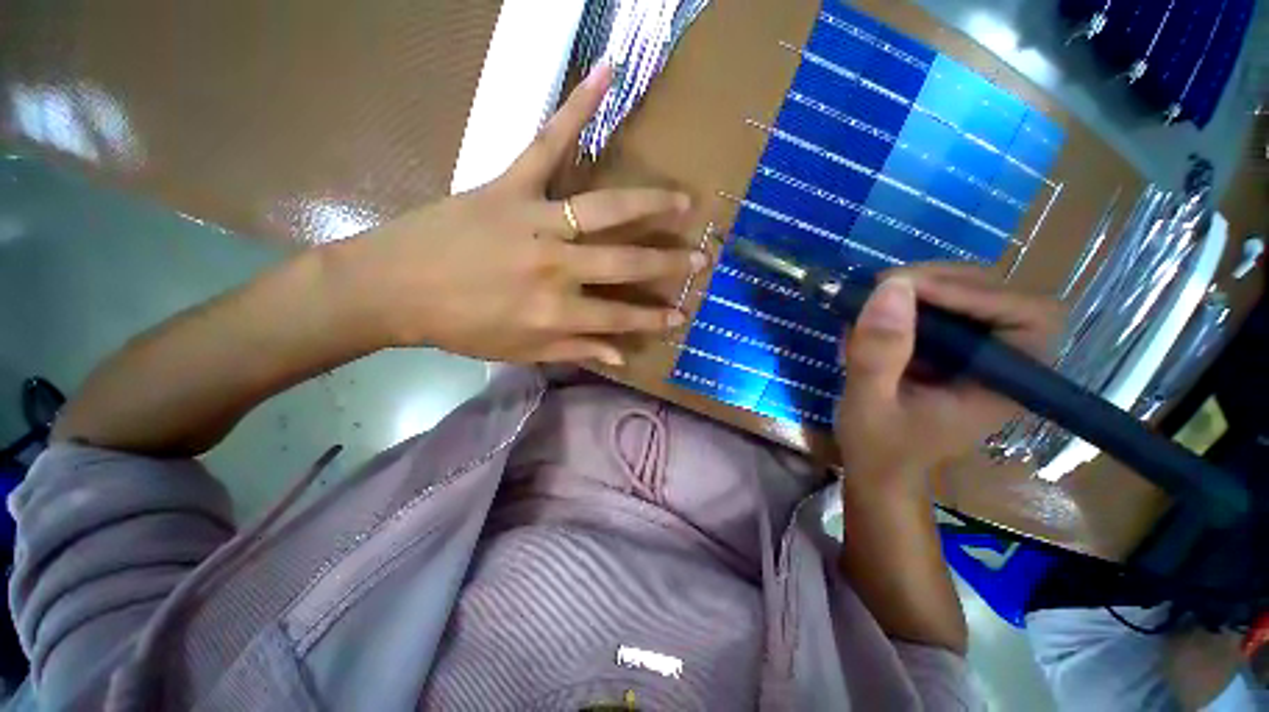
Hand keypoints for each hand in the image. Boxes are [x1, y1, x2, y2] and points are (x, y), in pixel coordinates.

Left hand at [326, 64, 703, 364]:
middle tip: (702, 258)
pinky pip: (548, 142)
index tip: (681, 315)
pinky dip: (577, 106)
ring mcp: (535, 220)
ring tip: (684, 201)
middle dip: (668, 264)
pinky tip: (607, 74)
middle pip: (625, 263)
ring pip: (605, 209)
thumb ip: (574, 351)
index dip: (654, 319)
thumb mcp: (519, 351)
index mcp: (555, 311)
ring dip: (651, 203)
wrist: (393, 288)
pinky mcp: (510, 184)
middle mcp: (556, 267)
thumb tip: (620, 356)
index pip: (620, 317)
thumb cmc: (460, 326)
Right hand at [834, 264, 1061, 496]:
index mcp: (1004, 386)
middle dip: (942, 282)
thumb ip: (878, 354)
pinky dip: (909, 302)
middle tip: (883, 286)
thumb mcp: (869, 404)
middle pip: (1000, 296)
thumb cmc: (878, 448)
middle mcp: (1003, 364)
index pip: (1030, 318)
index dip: (977, 294)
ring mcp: (978, 355)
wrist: (878, 470)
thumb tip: (889, 287)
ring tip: (874, 297)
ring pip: (972, 295)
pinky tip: (876, 314)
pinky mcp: (953, 352)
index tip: (908, 290)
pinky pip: (944, 309)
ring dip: (923, 287)